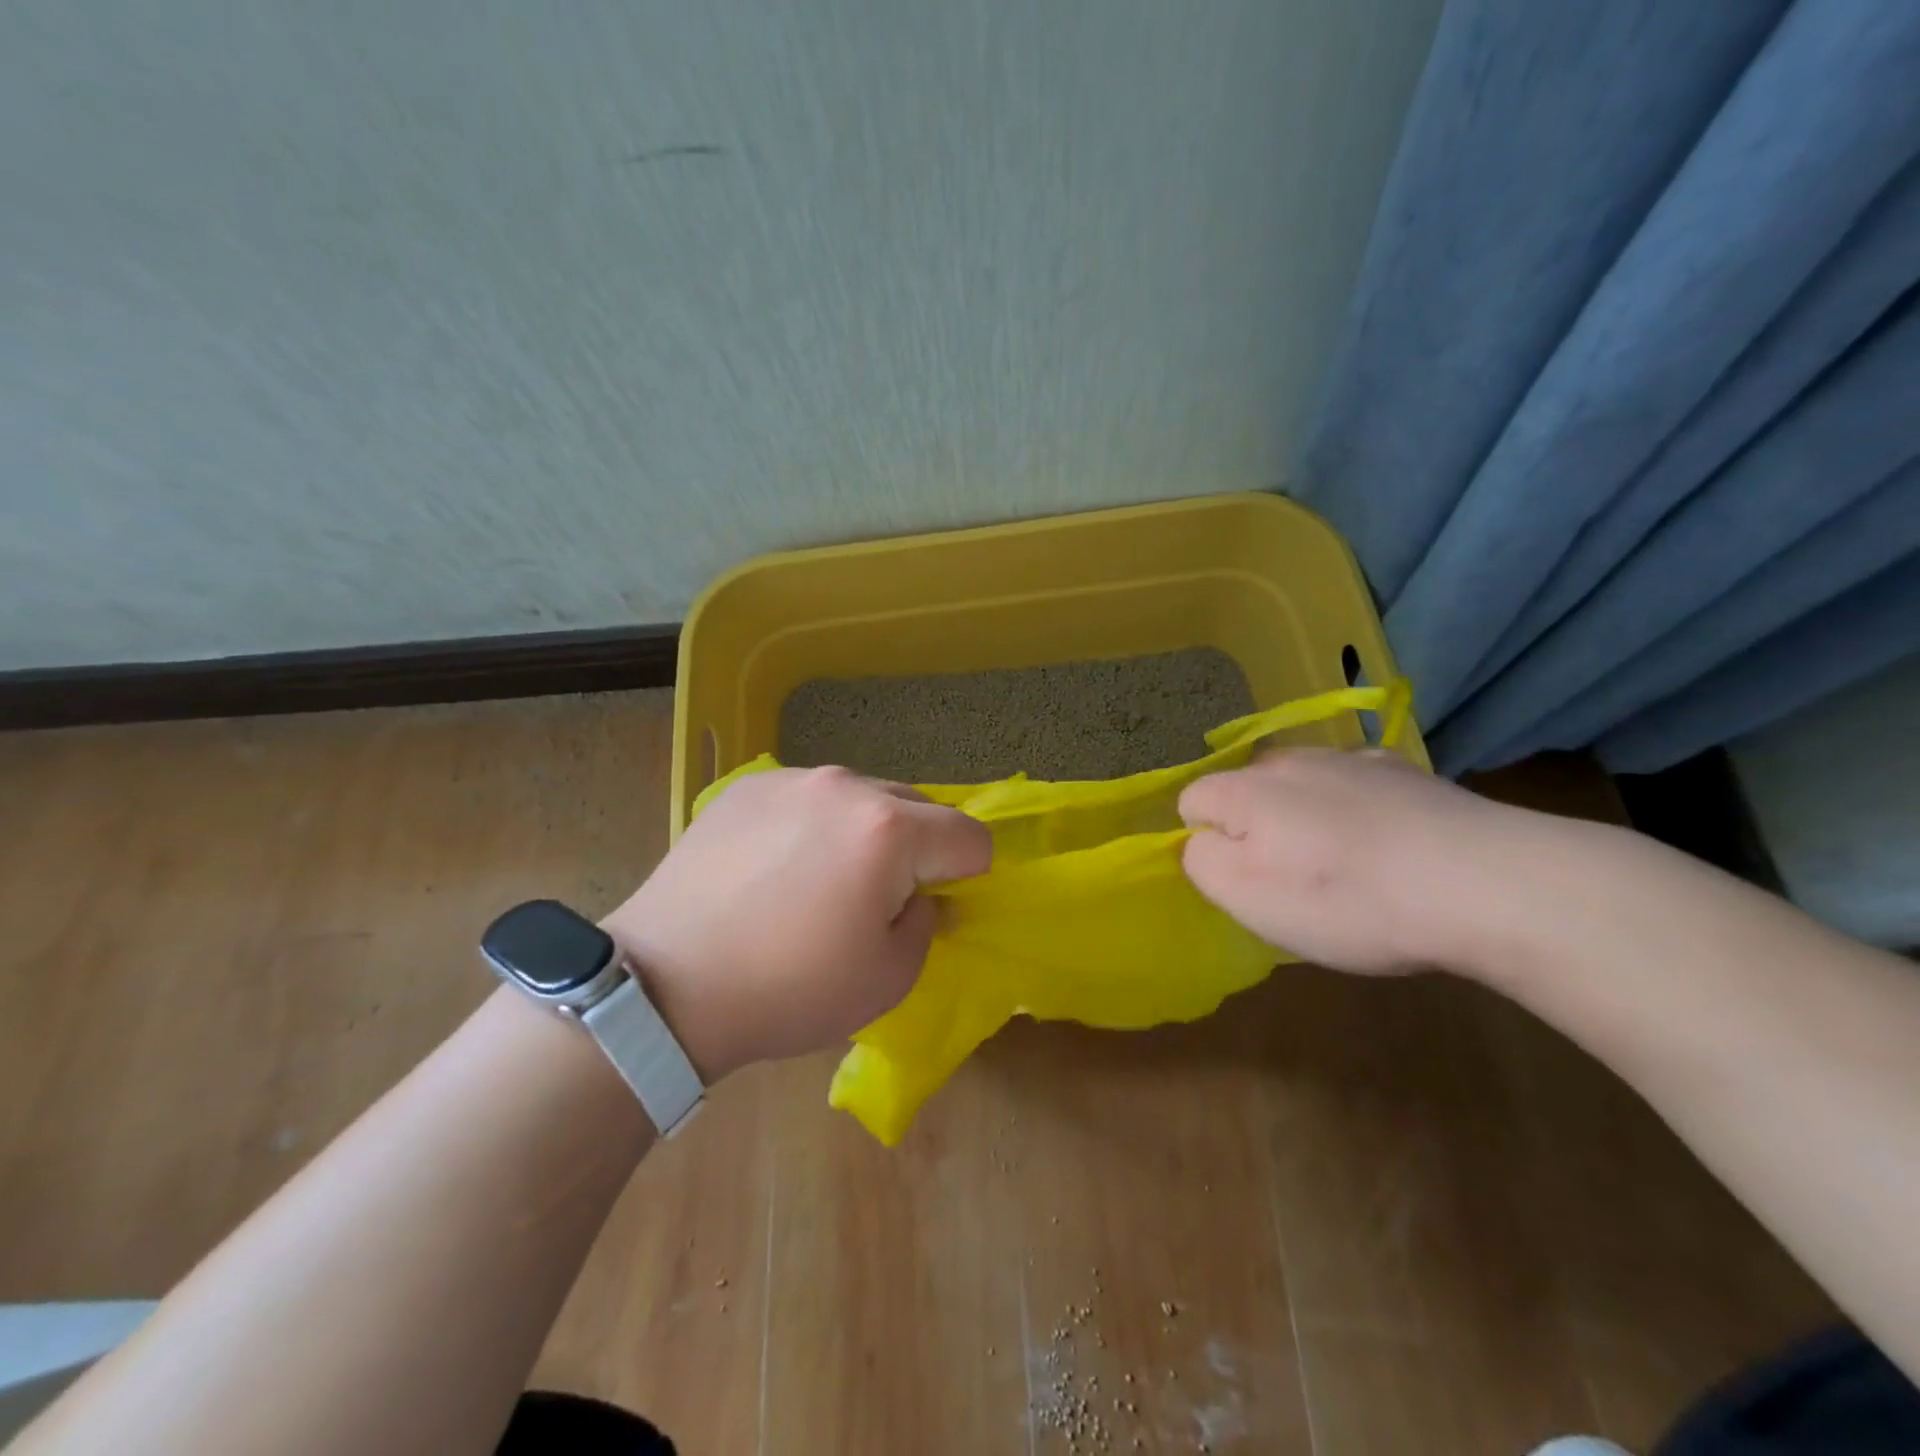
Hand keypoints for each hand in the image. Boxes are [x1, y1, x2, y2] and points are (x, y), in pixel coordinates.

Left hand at [604, 767, 991, 1080]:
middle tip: (875, 899)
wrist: (665, 986)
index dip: (966, 875)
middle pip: (918, 806)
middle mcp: (846, 785)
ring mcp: (792, 779)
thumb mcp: (888, 978)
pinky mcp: (747, 787)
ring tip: (819, 881)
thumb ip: (926, 922)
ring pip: (861, 797)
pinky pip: (809, 797)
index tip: (931, 906)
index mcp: (889, 829)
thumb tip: (922, 895)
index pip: (969, 835)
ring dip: (864, 832)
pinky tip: (774, 868)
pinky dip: (813, 825)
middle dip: (916, 849)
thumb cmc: (789, 988)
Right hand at [1178, 748, 1526, 976]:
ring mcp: (1352, 759)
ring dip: (1306, 818)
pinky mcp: (1405, 771)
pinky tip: (1391, 848)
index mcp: (1245, 789)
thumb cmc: (1348, 899)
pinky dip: (1358, 812)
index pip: (1191, 802)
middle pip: (1247, 791)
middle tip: (1293, 882)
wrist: (1486, 883)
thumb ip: (1202, 862)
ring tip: (1347, 869)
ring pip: (1302, 787)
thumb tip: (1201, 841)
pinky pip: (1356, 788)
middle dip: (1255, 828)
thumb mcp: (1249, 898)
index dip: (1206, 843)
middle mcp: (1291, 760)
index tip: (1244, 883)